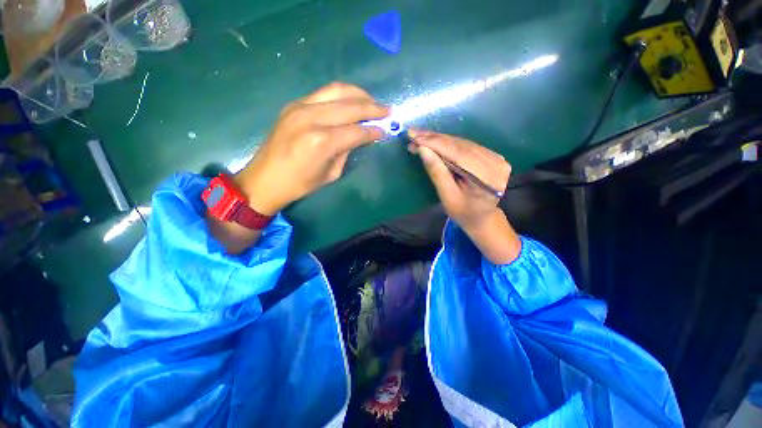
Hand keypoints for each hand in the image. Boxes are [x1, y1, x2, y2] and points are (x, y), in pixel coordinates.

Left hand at [235, 82, 389, 214]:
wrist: (265, 179)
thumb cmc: (300, 184)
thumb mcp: (331, 173)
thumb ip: (347, 150)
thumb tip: (361, 136)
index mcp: (322, 142)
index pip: (356, 130)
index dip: (373, 131)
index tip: (386, 130)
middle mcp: (311, 118)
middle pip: (350, 106)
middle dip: (372, 108)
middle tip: (387, 110)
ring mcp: (300, 107)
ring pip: (337, 91)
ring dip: (358, 94)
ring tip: (372, 101)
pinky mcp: (294, 104)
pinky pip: (323, 93)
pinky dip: (341, 95)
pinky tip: (351, 101)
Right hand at [408, 129, 520, 263]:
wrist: (481, 217)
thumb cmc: (462, 212)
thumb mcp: (447, 196)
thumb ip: (437, 172)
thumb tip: (423, 149)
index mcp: (487, 178)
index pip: (458, 154)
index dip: (435, 143)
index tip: (414, 136)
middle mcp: (496, 163)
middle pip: (460, 146)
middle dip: (434, 139)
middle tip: (413, 134)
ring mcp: (496, 157)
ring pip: (462, 143)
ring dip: (439, 139)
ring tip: (420, 137)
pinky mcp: (492, 155)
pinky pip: (466, 145)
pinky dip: (448, 143)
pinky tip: (434, 141)